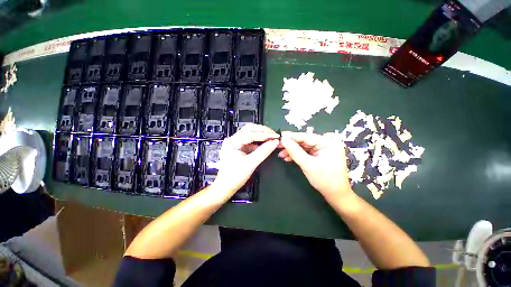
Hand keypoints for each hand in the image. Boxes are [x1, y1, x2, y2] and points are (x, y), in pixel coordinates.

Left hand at [212, 124, 278, 196]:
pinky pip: (250, 140)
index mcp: (232, 142)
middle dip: (263, 131)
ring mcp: (235, 142)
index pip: (251, 134)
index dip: (265, 134)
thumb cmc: (235, 176)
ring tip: (271, 138)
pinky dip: (258, 141)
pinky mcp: (238, 146)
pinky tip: (265, 143)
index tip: (276, 136)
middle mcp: (232, 139)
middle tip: (274, 135)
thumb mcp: (251, 164)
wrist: (225, 186)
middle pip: (249, 129)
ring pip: (250, 133)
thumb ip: (263, 152)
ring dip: (261, 135)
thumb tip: (275, 142)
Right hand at [278, 131, 352, 199]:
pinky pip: (305, 153)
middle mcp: (326, 143)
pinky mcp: (318, 156)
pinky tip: (287, 158)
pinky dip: (296, 155)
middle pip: (304, 141)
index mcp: (328, 143)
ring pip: (303, 147)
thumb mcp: (308, 164)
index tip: (279, 136)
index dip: (292, 137)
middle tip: (278, 146)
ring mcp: (322, 150)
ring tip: (281, 154)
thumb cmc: (325, 180)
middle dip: (291, 145)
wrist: (336, 196)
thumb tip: (283, 139)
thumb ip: (294, 151)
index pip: (306, 136)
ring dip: (292, 151)